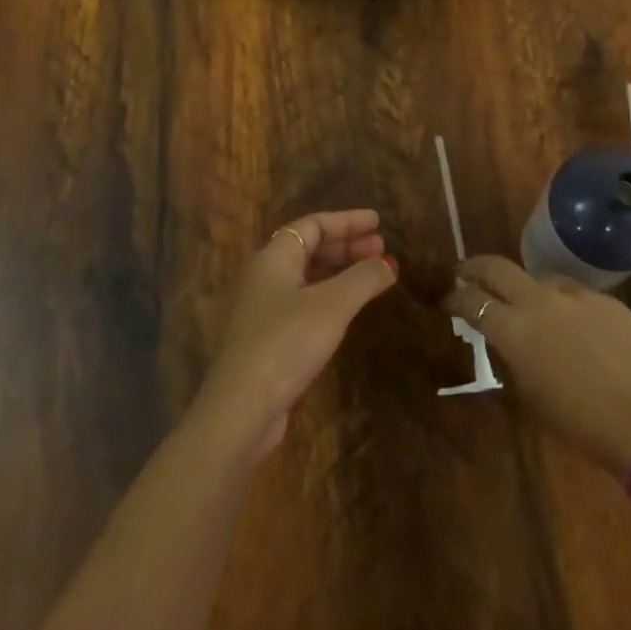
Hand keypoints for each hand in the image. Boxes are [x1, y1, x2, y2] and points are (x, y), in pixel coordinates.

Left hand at [193, 210, 397, 459]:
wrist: (242, 407)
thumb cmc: (287, 342)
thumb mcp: (333, 305)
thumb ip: (364, 278)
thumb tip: (389, 264)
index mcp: (274, 257)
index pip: (313, 225)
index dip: (347, 221)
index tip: (378, 222)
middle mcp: (264, 276)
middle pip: (309, 248)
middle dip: (347, 246)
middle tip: (381, 249)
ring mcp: (263, 308)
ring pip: (307, 276)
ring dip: (340, 271)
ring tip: (373, 276)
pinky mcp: (267, 338)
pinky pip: (304, 301)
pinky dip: (330, 296)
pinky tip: (349, 308)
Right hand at [446, 255, 630, 473]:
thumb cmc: (579, 422)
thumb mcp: (530, 395)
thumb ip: (512, 358)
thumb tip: (506, 341)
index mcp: (514, 330)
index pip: (473, 301)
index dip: (456, 299)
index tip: (448, 300)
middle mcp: (539, 301)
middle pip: (498, 268)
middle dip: (476, 268)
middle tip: (466, 274)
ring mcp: (576, 296)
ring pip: (539, 278)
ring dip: (525, 288)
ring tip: (527, 306)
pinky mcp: (606, 300)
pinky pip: (575, 294)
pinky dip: (564, 304)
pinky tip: (574, 326)